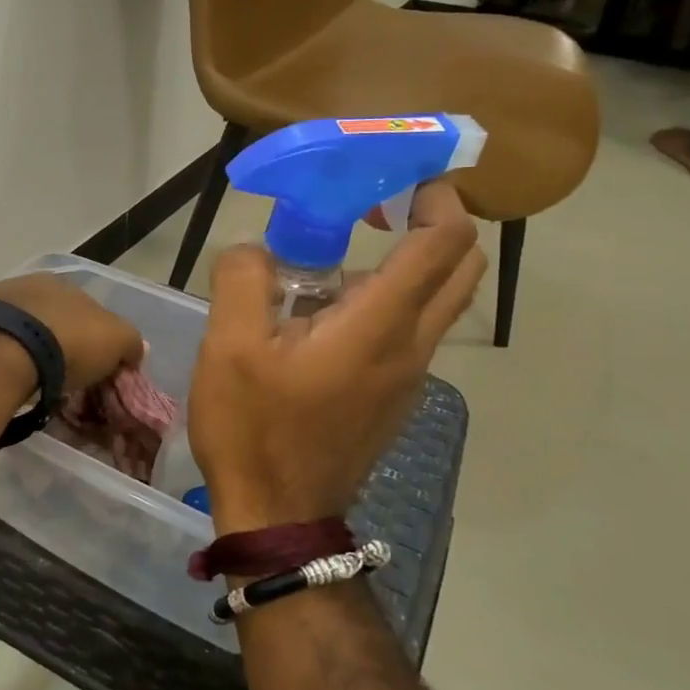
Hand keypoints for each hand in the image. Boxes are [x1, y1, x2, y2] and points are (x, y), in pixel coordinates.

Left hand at [0, 274, 145, 394]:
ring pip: (23, 329)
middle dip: (61, 341)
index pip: (86, 307)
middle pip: (52, 316)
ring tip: (38, 380)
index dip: (95, 336)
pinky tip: (13, 379)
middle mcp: (26, 285)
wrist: (5, 355)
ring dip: (32, 350)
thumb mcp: (116, 341)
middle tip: (67, 374)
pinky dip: (8, 359)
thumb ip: (130, 342)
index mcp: (61, 282)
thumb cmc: (68, 342)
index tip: (96, 364)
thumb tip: (136, 349)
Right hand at [187, 180, 486, 531]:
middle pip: (461, 268)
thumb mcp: (228, 345)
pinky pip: (411, 329)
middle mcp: (412, 346)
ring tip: (340, 249)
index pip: (444, 244)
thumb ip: (243, 278)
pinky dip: (391, 296)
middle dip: (438, 222)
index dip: (437, 198)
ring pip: (439, 300)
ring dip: (411, 260)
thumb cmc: (254, 427)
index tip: (401, 175)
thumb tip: (255, 250)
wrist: (279, 514)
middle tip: (383, 203)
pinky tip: (326, 306)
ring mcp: (409, 375)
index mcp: (379, 325)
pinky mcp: (393, 395)